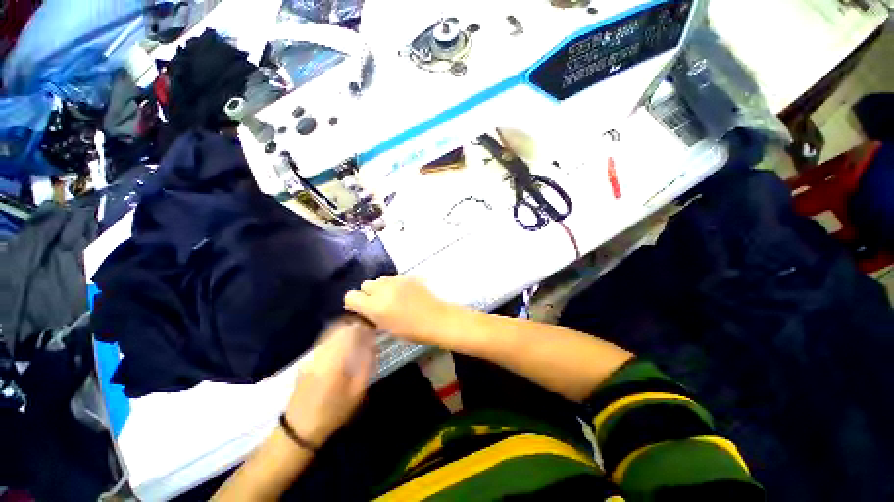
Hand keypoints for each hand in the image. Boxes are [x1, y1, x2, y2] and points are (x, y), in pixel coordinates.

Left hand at [284, 315, 375, 447]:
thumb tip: (373, 344)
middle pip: (339, 328)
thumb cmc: (333, 412)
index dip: (363, 325)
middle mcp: (321, 353)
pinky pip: (325, 340)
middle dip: (355, 325)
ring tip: (358, 335)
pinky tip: (343, 344)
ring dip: (346, 329)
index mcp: (334, 360)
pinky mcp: (307, 360)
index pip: (350, 331)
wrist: (299, 429)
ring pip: (331, 332)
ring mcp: (312, 355)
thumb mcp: (356, 393)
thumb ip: (366, 365)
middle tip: (368, 330)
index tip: (373, 327)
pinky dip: (336, 337)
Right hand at [344, 276, 460, 346]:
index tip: (362, 309)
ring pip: (379, 279)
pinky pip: (393, 278)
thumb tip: (364, 309)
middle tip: (379, 304)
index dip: (354, 303)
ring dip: (381, 288)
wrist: (437, 319)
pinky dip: (394, 285)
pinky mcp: (408, 276)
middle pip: (365, 285)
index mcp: (376, 306)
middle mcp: (383, 290)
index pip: (350, 296)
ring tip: (392, 298)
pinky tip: (404, 293)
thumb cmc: (412, 331)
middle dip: (368, 294)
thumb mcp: (387, 328)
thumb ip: (372, 315)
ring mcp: (397, 281)